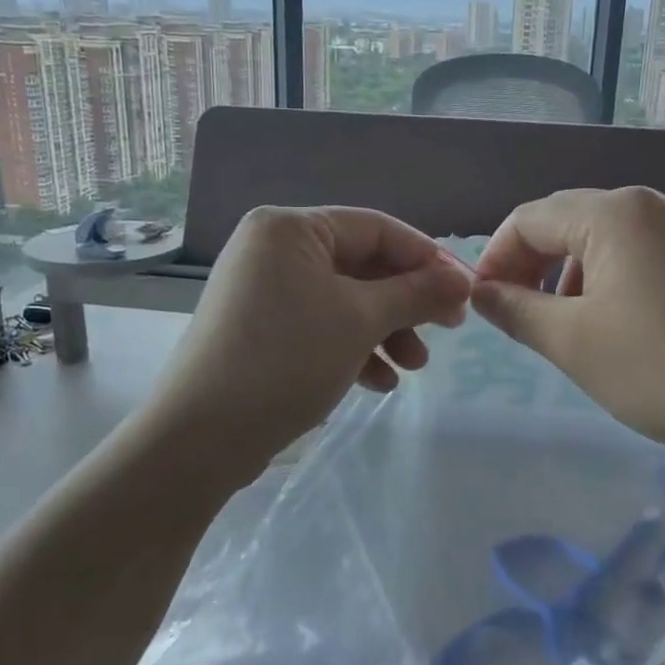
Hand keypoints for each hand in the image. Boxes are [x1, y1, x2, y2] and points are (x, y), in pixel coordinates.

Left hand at [143, 206, 471, 478]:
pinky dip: (353, 348)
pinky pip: (319, 325)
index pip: (376, 228)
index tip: (464, 292)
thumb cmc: (287, 360)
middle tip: (445, 332)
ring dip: (384, 330)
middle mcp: (273, 249)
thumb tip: (462, 281)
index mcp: (290, 228)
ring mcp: (263, 290)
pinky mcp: (259, 328)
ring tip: (414, 368)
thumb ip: (415, 293)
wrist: (200, 436)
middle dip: (405, 303)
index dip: (426, 258)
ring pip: (343, 300)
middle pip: (361, 265)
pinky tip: (378, 383)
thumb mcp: (361, 320)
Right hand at [470, 187, 664, 470]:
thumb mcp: (571, 341)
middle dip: (532, 265)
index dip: (495, 258)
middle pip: (568, 221)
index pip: (530, 218)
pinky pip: (642, 254)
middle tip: (515, 315)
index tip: (481, 304)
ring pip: (606, 239)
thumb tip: (481, 292)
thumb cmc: (661, 370)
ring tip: (564, 325)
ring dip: (570, 274)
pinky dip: (610, 280)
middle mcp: (655, 204)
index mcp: (616, 211)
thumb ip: (515, 309)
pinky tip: (615, 324)